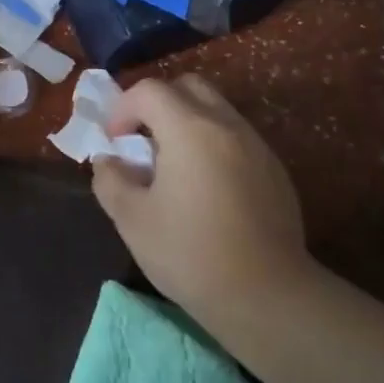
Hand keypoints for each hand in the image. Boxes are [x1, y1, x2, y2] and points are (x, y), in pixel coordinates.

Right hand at [92, 75, 311, 325]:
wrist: (267, 296)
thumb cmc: (191, 254)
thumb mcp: (131, 219)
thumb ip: (110, 180)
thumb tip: (109, 161)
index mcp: (189, 129)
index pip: (149, 90)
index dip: (123, 108)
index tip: (115, 141)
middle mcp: (226, 125)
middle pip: (188, 86)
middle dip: (158, 103)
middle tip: (142, 140)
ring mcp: (256, 145)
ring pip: (215, 109)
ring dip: (186, 122)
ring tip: (172, 165)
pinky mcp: (274, 170)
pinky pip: (236, 137)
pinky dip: (212, 144)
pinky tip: (205, 188)